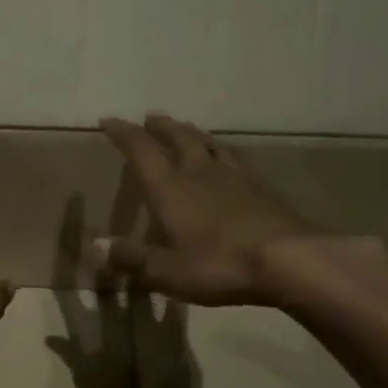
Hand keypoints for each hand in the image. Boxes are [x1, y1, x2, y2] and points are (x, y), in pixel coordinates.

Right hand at [96, 113, 325, 306]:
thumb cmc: (218, 263)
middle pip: (179, 139)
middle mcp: (200, 174)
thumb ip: (133, 258)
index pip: (141, 151)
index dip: (123, 134)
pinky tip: (226, 161)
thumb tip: (98, 247)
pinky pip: (234, 162)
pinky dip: (221, 154)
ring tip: (186, 129)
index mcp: (170, 188)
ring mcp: (235, 179)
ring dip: (193, 134)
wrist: (289, 261)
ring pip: (209, 145)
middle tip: (152, 117)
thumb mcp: (166, 270)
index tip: (109, 120)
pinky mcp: (261, 191)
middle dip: (162, 127)